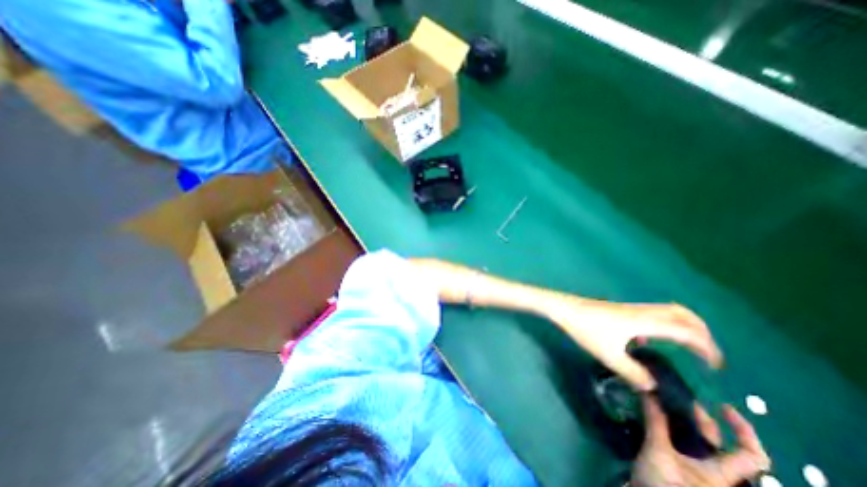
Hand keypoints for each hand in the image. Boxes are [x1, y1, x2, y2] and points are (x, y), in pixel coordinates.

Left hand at [544, 299, 722, 389]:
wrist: (563, 308)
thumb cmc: (585, 329)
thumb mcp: (609, 355)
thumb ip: (633, 373)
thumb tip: (652, 386)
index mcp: (645, 322)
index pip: (687, 331)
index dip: (706, 347)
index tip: (714, 366)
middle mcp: (642, 311)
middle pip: (682, 313)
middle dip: (701, 331)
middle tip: (705, 352)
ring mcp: (629, 308)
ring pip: (666, 310)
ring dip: (682, 325)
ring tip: (684, 346)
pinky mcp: (620, 309)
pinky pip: (650, 313)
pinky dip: (661, 324)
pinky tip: (646, 340)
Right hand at [632, 398, 771, 484]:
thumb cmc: (662, 485)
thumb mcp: (657, 452)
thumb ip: (655, 422)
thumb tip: (649, 391)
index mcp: (722, 475)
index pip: (751, 455)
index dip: (743, 430)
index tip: (721, 406)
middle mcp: (716, 474)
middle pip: (719, 443)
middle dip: (702, 418)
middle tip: (678, 397)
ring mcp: (697, 472)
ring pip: (698, 442)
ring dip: (684, 421)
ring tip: (664, 404)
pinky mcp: (680, 470)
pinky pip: (681, 444)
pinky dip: (672, 428)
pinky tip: (656, 418)